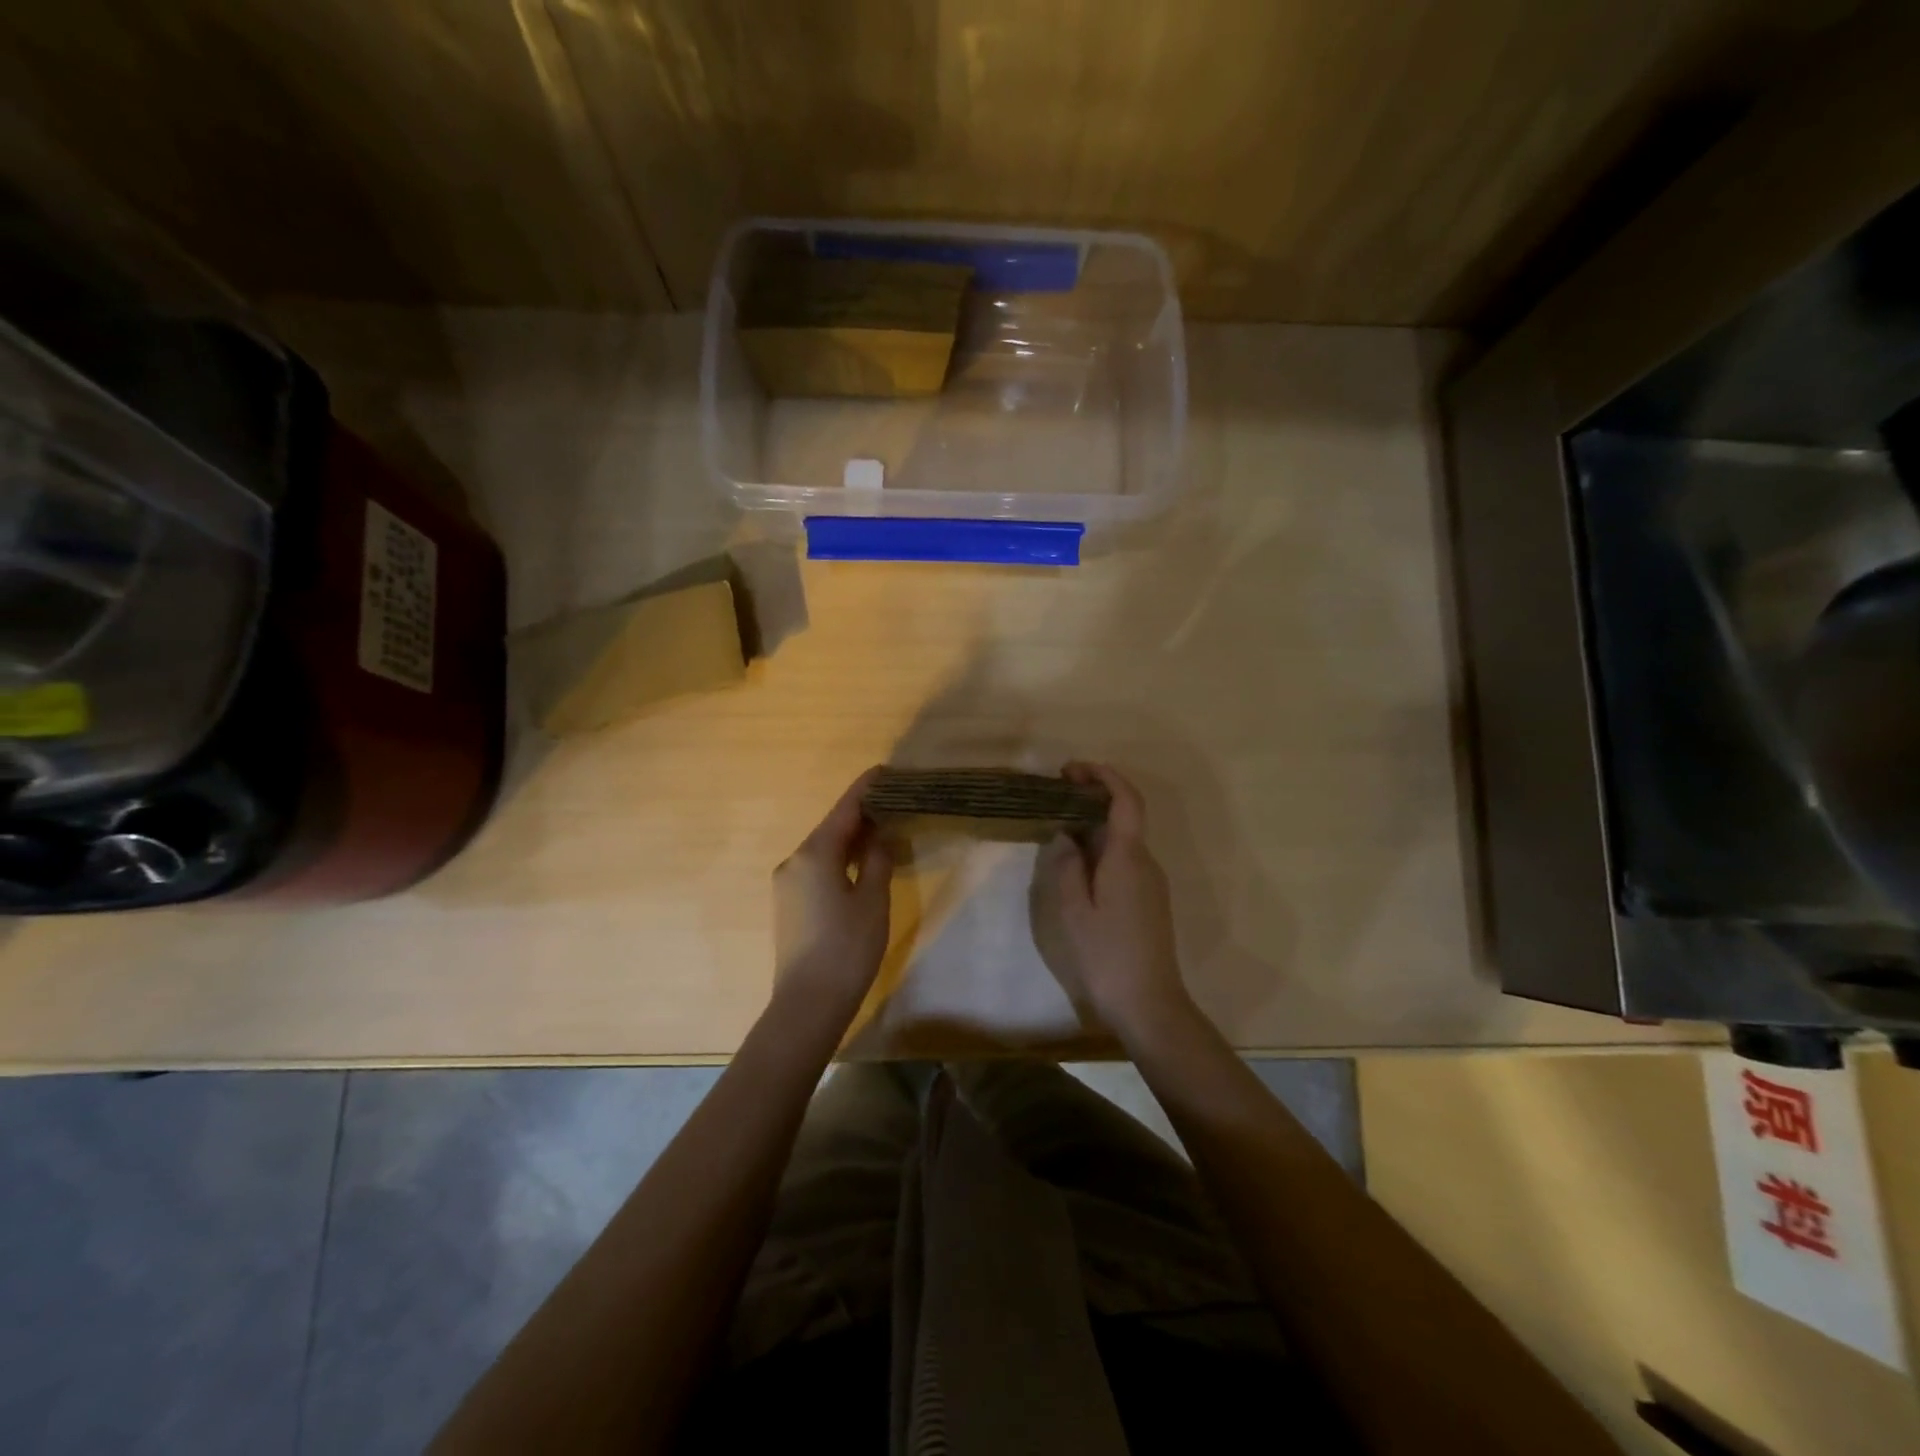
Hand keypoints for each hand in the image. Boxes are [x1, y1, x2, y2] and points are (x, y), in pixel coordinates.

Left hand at [773, 769, 893, 1017]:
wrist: (807, 1004)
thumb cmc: (847, 947)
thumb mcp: (872, 899)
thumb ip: (876, 859)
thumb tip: (878, 834)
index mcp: (814, 853)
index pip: (844, 809)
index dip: (866, 789)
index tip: (884, 771)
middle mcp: (793, 860)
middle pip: (831, 827)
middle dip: (860, 814)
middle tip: (893, 803)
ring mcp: (786, 883)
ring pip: (823, 849)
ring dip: (850, 839)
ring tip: (882, 831)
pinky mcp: (787, 904)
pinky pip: (816, 868)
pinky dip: (838, 859)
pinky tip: (858, 865)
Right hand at [1030, 763, 1193, 1044]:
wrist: (1149, 1003)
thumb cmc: (1107, 955)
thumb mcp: (1075, 911)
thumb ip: (1068, 867)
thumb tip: (1065, 836)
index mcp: (1128, 858)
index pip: (1126, 801)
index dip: (1104, 777)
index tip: (1073, 769)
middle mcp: (1145, 862)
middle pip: (1125, 815)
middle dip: (1094, 795)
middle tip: (1057, 790)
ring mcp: (1151, 881)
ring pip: (1124, 837)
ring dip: (1095, 821)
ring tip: (1059, 821)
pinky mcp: (1149, 899)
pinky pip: (1125, 858)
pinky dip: (1102, 845)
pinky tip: (1078, 858)